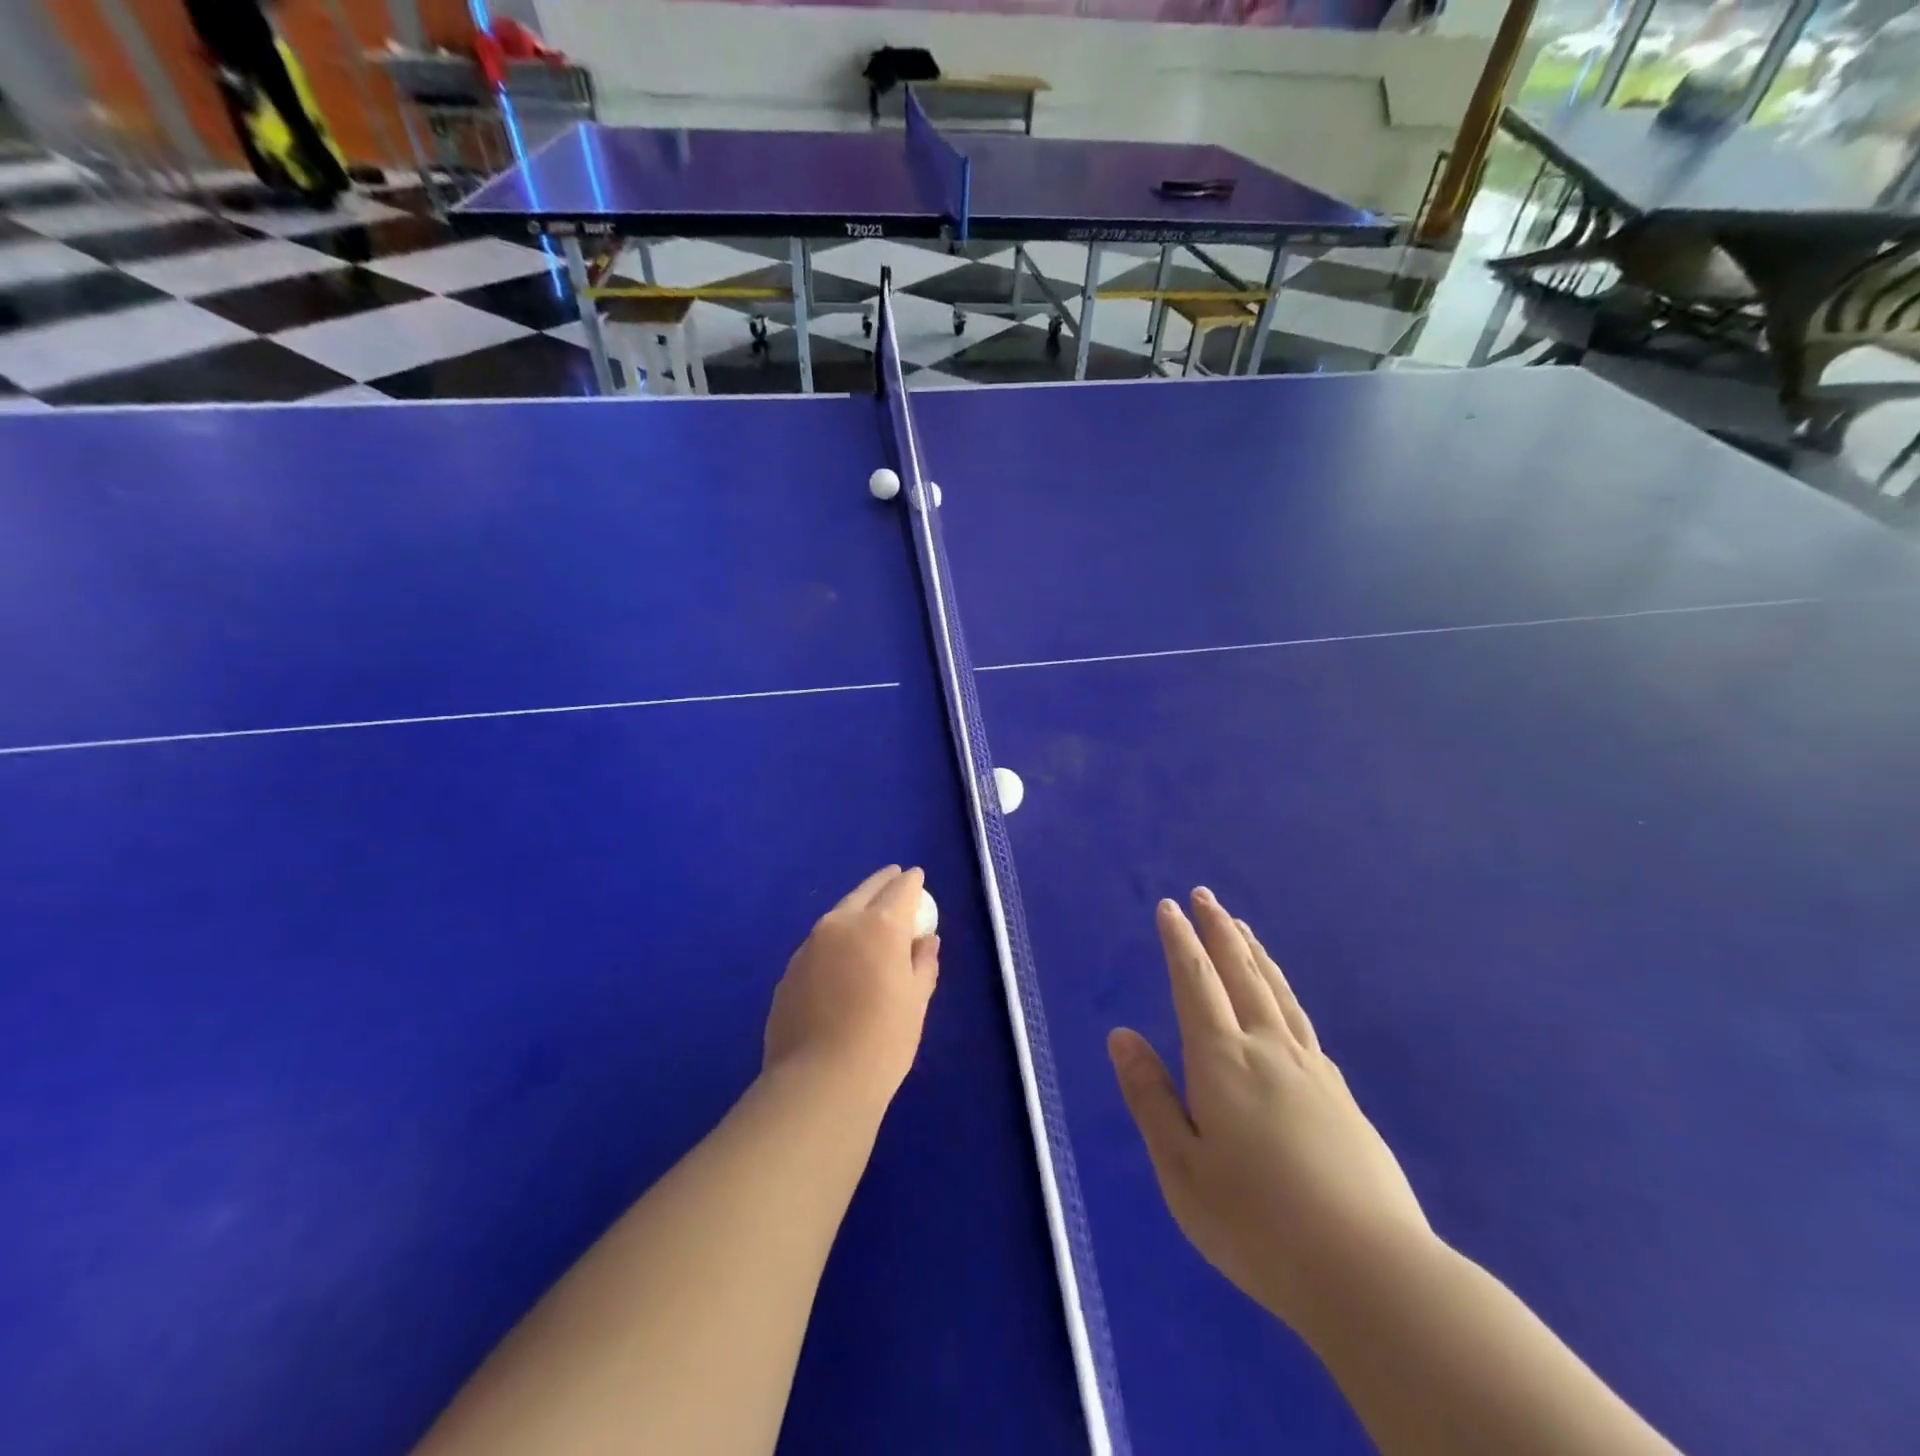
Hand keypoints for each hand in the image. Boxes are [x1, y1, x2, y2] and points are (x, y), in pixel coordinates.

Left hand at [764, 866, 940, 1110]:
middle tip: (893, 877)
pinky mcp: (789, 970)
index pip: (901, 889)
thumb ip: (923, 963)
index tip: (917, 877)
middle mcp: (841, 924)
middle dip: (882, 882)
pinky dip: (835, 941)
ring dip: (855, 910)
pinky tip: (841, 960)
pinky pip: (819, 944)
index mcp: (879, 926)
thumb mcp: (916, 1002)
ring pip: (838, 915)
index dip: (912, 882)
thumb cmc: (883, 1041)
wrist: (818, 1083)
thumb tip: (926, 941)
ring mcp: (809, 945)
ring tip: (867, 918)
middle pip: (865, 891)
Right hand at [1108, 888, 1430, 1334]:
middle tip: (1206, 896)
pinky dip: (1284, 993)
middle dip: (1219, 931)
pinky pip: (1302, 1021)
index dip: (1181, 942)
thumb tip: (1121, 1035)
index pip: (1195, 984)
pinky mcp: (1342, 1095)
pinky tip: (1283, 1000)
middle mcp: (1268, 1050)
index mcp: (1223, 1062)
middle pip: (1241, 974)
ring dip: (1255, 954)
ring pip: (1277, 993)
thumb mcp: (1182, 1169)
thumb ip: (1150, 1097)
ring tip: (1242, 928)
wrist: (1372, 1274)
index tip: (1170, 907)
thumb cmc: (1257, 1225)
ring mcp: (1312, 1069)